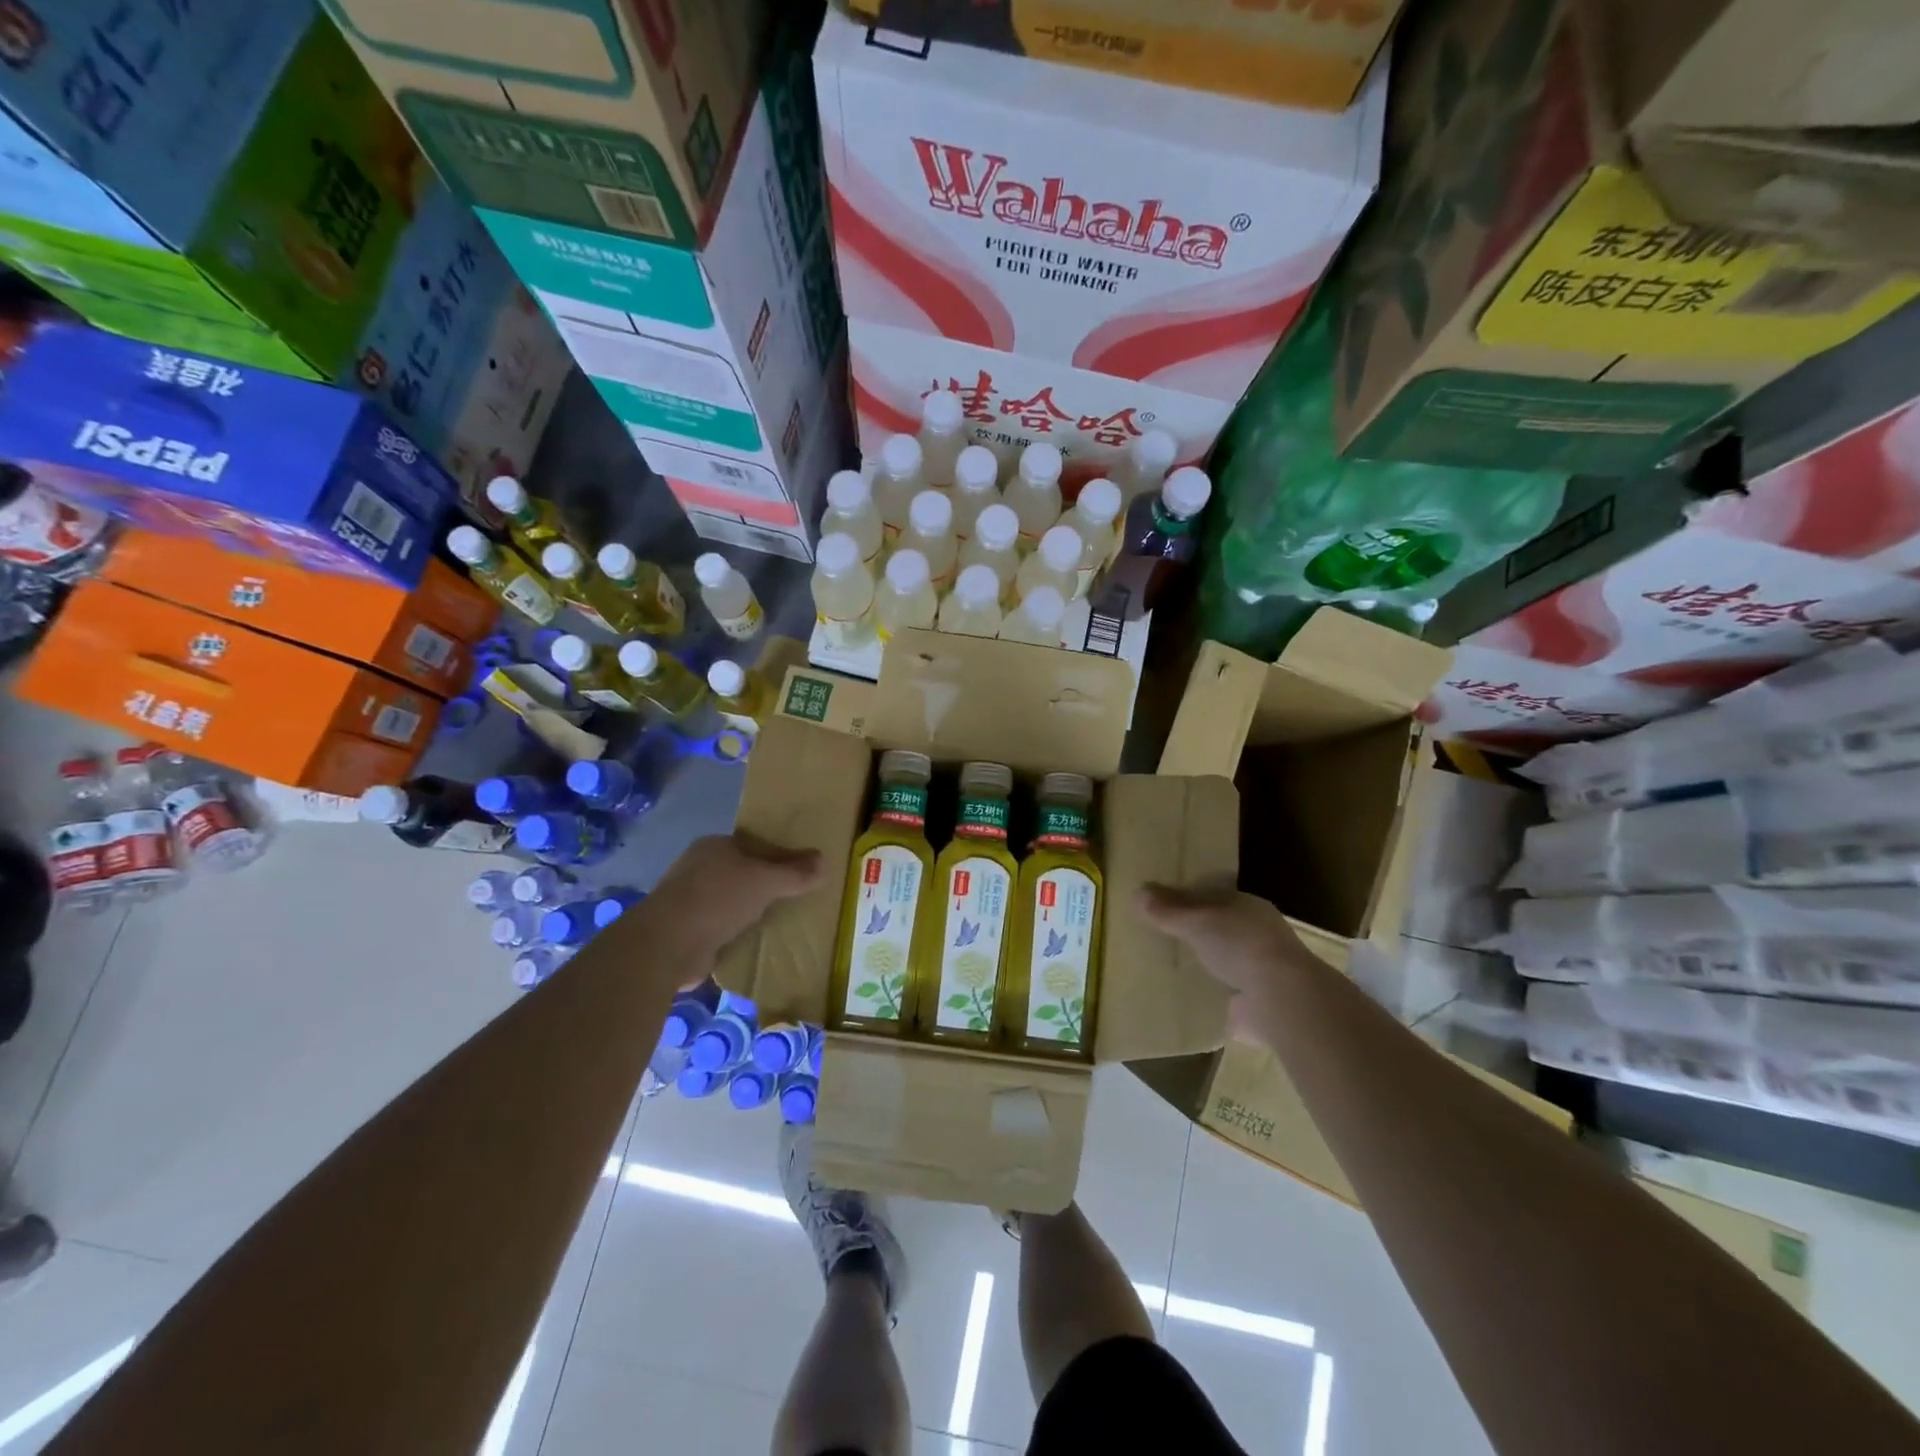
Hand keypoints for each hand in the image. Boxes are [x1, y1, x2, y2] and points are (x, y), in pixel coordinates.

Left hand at [645, 833, 824, 973]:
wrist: (666, 945)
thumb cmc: (717, 899)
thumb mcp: (765, 881)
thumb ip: (795, 873)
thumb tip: (824, 862)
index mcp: (715, 845)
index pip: (756, 845)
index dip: (781, 856)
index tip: (803, 872)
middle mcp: (699, 867)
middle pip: (744, 872)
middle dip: (768, 884)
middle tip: (798, 897)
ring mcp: (690, 899)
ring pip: (733, 900)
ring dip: (753, 910)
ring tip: (782, 920)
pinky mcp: (686, 930)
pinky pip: (722, 925)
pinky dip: (738, 931)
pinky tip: (757, 940)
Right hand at [1137, 884, 1308, 1043]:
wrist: (1280, 999)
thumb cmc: (1239, 945)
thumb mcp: (1196, 920)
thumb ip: (1168, 909)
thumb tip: (1137, 892)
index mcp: (1249, 908)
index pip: (1216, 898)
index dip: (1191, 900)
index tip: (1164, 907)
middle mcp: (1260, 937)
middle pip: (1222, 930)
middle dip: (1199, 934)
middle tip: (1164, 938)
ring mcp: (1263, 973)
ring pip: (1228, 963)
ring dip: (1209, 967)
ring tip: (1174, 970)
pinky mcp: (1260, 1005)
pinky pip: (1230, 997)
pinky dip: (1215, 999)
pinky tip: (1192, 1002)